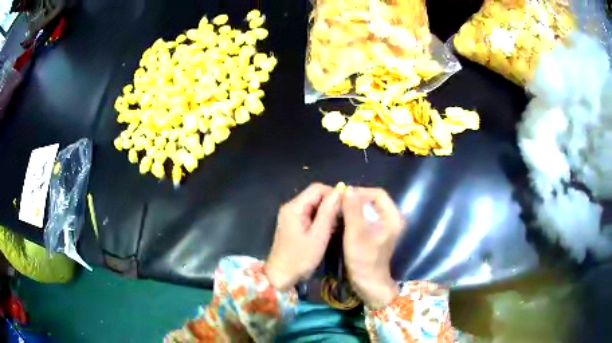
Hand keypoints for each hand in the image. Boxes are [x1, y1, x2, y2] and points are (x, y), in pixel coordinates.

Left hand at [266, 183, 340, 290]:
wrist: (280, 276)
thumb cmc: (300, 258)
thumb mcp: (318, 236)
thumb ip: (328, 213)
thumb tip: (339, 192)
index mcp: (295, 207)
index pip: (317, 188)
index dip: (333, 193)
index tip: (346, 206)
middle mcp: (290, 207)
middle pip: (314, 195)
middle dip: (330, 203)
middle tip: (343, 217)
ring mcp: (290, 216)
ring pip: (313, 204)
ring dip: (326, 211)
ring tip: (337, 224)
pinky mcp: (292, 224)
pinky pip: (308, 214)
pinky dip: (319, 218)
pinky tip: (327, 229)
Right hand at [342, 187, 403, 308]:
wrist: (368, 283)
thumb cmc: (364, 258)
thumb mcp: (356, 232)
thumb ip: (353, 209)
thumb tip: (348, 189)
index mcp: (392, 217)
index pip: (378, 194)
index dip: (360, 192)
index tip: (343, 196)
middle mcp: (391, 220)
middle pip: (373, 201)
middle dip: (355, 201)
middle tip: (338, 204)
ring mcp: (384, 228)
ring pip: (368, 211)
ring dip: (353, 210)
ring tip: (338, 211)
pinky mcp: (377, 235)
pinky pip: (366, 220)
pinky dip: (355, 218)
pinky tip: (342, 222)